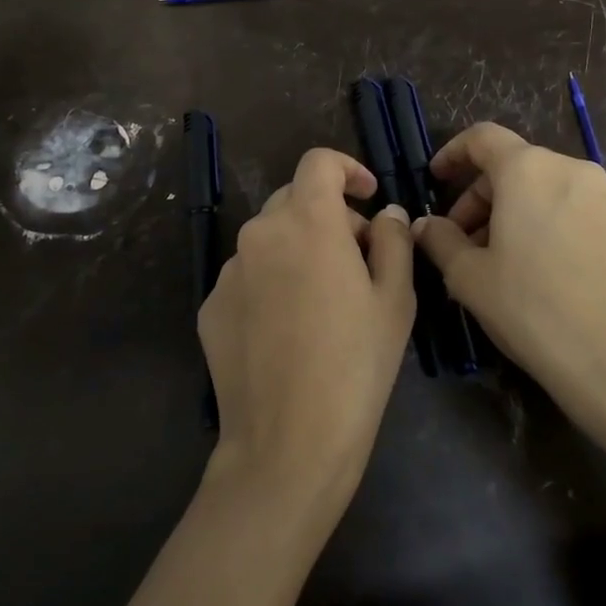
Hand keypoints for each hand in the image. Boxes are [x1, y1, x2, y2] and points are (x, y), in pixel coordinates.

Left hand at [199, 149, 414, 510]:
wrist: (288, 442)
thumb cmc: (356, 365)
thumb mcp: (395, 299)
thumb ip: (392, 241)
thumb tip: (384, 214)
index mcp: (307, 221)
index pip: (319, 163)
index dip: (347, 169)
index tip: (368, 198)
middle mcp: (259, 233)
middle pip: (294, 200)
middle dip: (329, 216)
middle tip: (359, 259)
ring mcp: (228, 271)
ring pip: (269, 240)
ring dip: (298, 250)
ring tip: (324, 303)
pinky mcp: (210, 306)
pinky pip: (247, 277)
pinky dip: (271, 283)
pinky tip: (288, 331)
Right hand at [412, 123, 605, 445]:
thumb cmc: (533, 307)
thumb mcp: (469, 276)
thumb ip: (440, 240)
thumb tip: (424, 224)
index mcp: (527, 169)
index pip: (482, 137)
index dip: (452, 154)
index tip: (433, 182)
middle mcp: (567, 170)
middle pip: (509, 166)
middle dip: (475, 198)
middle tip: (455, 243)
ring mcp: (598, 197)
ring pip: (536, 190)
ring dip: (503, 215)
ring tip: (485, 264)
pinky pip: (561, 209)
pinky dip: (533, 225)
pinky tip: (522, 272)